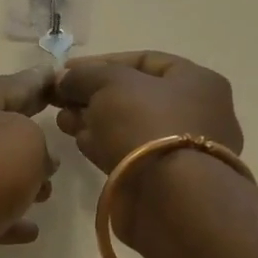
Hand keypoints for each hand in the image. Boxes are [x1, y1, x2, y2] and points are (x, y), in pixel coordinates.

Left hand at [0, 69, 57, 257]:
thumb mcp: (27, 140)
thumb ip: (38, 140)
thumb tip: (35, 159)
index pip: (12, 84)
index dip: (39, 82)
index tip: (57, 79)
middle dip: (28, 140)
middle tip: (56, 150)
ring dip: (17, 180)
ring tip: (45, 194)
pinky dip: (2, 214)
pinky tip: (28, 230)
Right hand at [54, 52, 243, 241]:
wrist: (168, 196)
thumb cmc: (146, 124)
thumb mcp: (110, 83)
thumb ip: (85, 75)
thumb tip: (64, 79)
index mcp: (196, 81)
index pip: (144, 60)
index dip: (101, 62)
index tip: (67, 71)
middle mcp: (195, 112)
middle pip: (134, 95)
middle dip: (93, 94)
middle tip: (61, 99)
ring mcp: (180, 149)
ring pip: (128, 126)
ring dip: (93, 120)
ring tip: (62, 120)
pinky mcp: (163, 179)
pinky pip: (128, 152)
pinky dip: (103, 144)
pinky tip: (78, 140)